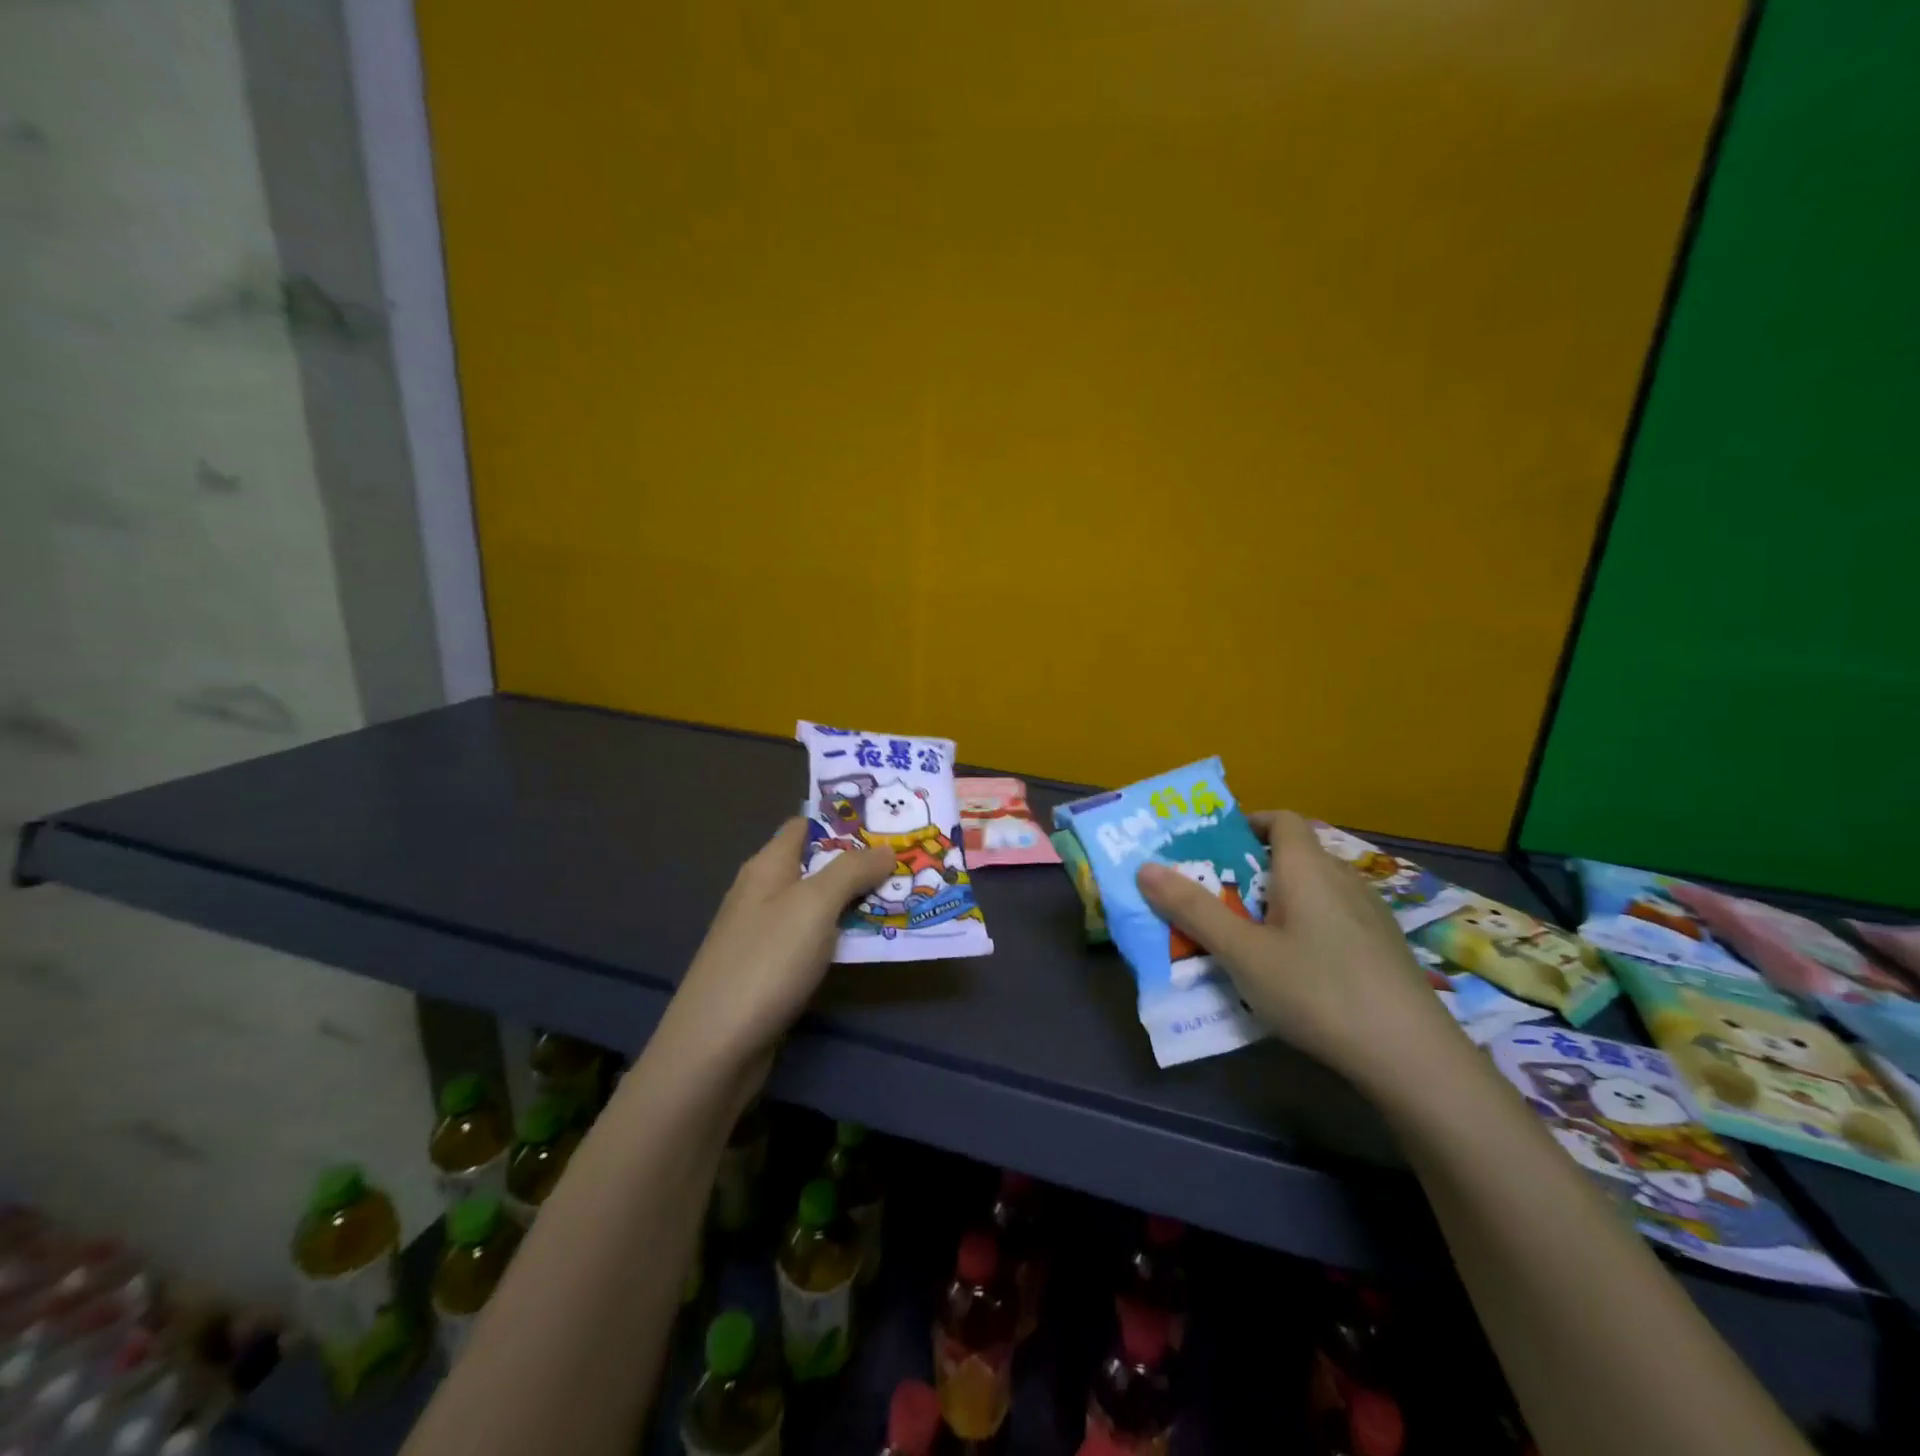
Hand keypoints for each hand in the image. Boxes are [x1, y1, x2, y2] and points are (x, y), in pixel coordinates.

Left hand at [662, 819, 892, 1071]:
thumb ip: (851, 871)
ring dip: (857, 901)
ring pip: (820, 905)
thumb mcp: (814, 905)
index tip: (889, 822)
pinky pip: (815, 939)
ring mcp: (766, 933)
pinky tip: (873, 942)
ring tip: (905, 897)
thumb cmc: (766, 962)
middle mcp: (764, 892)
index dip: (845, 820)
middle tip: (910, 861)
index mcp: (768, 866)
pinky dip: (843, 935)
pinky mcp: (771, 970)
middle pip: (817, 865)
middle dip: (861, 863)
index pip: (806, 825)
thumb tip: (886, 849)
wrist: (715, 1047)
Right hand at [1136, 810, 1455, 1089]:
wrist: (1412, 1056)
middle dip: (1250, 870)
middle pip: (1293, 855)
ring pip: (1314, 890)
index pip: (1281, 819)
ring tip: (1248, 937)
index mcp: (1307, 868)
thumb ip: (1193, 909)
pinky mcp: (1384, 948)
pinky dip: (1306, 926)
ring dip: (1279, 901)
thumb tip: (1145, 868)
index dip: (1247, 823)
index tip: (1214, 848)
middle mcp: (1342, 879)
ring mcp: (1370, 914)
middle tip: (1216, 899)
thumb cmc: (1316, 989)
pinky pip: (1334, 919)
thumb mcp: (1242, 952)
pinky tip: (1296, 969)